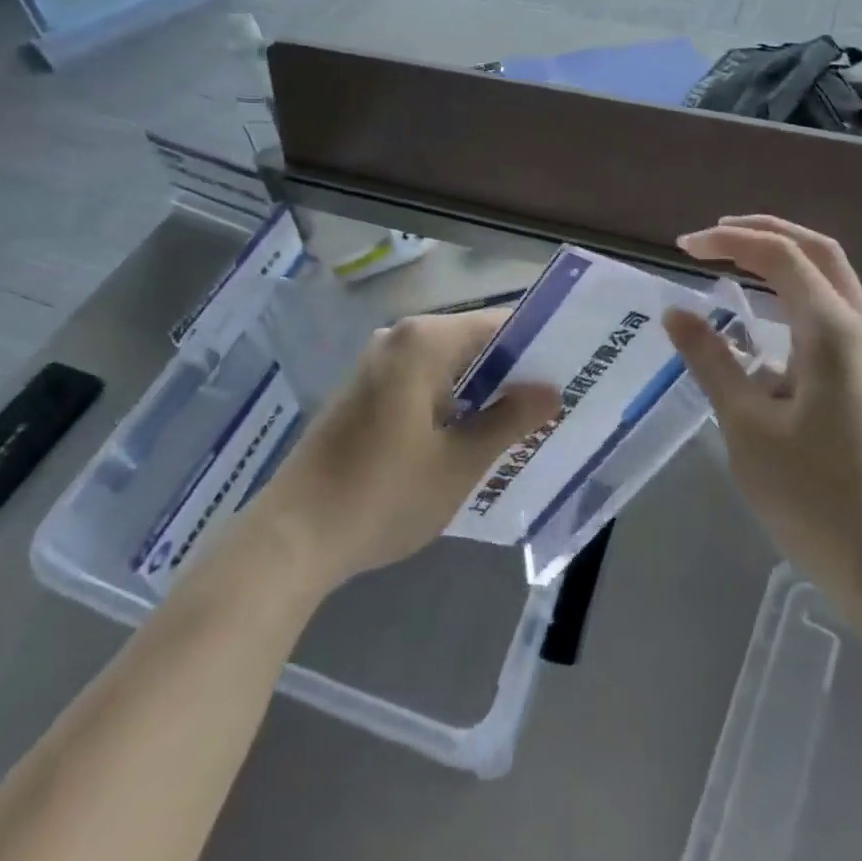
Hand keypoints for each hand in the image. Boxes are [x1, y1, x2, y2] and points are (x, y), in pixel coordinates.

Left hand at [254, 310, 560, 589]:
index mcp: (425, 341)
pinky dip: (451, 397)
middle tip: (553, 399)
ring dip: (482, 387)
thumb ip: (508, 420)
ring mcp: (377, 363)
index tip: (569, 368)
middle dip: (512, 369)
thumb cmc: (383, 494)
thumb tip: (550, 392)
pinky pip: (422, 379)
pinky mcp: (364, 390)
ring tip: (522, 419)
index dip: (536, 344)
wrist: (292, 537)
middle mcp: (400, 338)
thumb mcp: (458, 463)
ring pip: (447, 362)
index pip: (498, 323)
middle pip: (472, 340)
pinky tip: (471, 432)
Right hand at [663, 216, 861, 607]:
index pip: (779, 255)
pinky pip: (833, 310)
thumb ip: (711, 359)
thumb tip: (676, 312)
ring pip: (831, 277)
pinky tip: (764, 320)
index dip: (728, 240)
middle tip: (714, 236)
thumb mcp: (746, 425)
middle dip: (765, 231)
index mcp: (831, 331)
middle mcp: (858, 328)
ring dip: (784, 258)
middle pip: (817, 250)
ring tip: (733, 262)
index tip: (683, 247)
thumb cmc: (812, 495)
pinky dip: (796, 292)